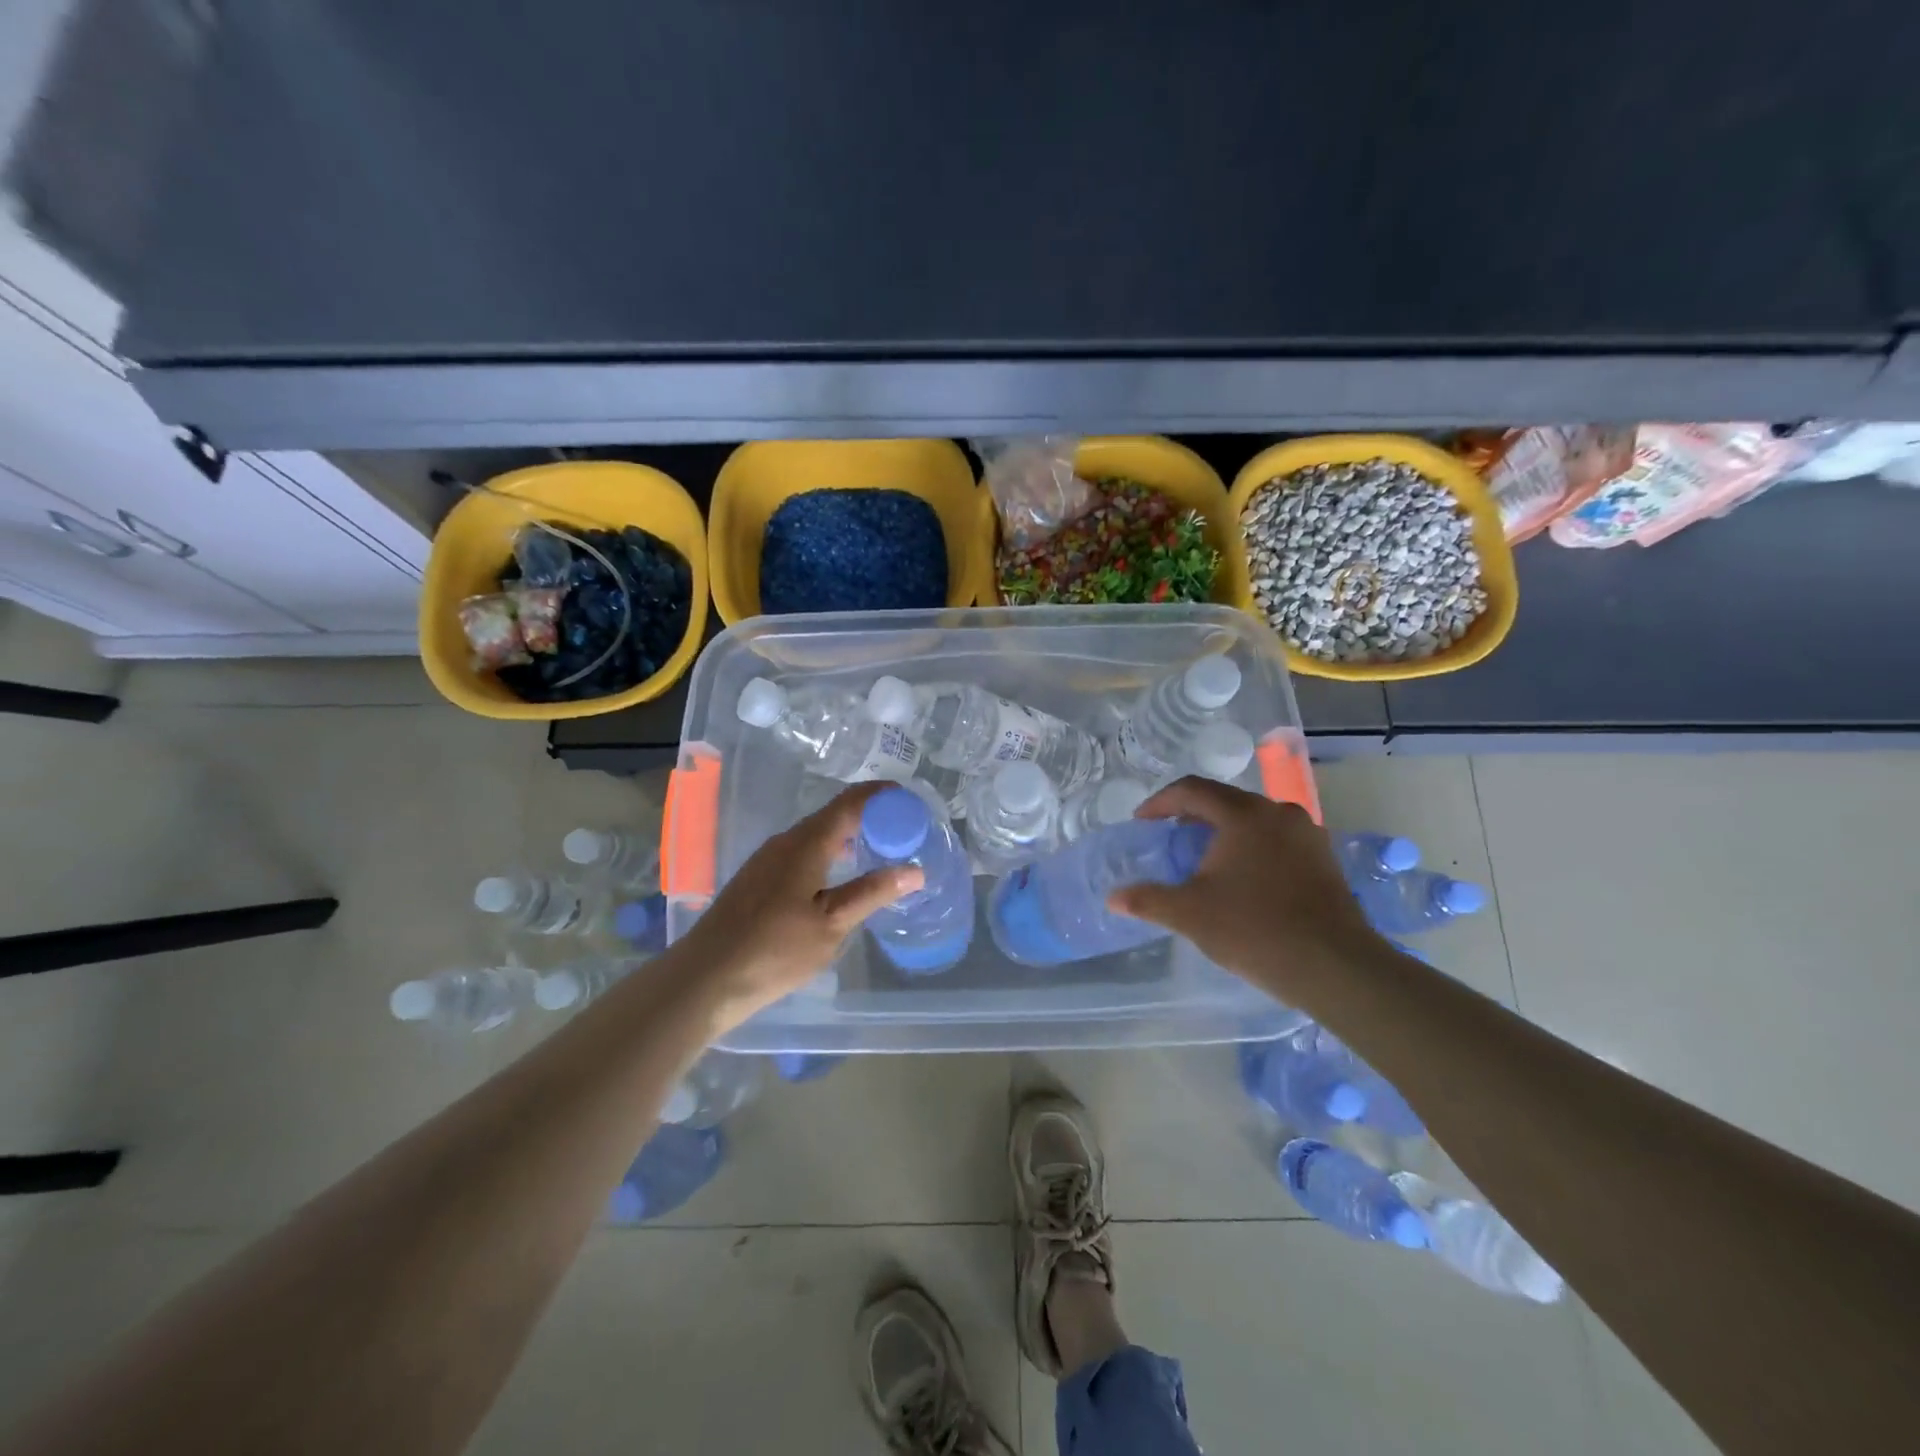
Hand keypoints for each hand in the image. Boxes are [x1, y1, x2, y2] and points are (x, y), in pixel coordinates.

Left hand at [679, 782, 921, 1031]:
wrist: (704, 978)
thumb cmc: (773, 951)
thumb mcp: (831, 925)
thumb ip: (872, 893)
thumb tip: (915, 869)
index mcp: (806, 843)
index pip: (850, 802)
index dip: (882, 795)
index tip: (911, 800)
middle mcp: (786, 841)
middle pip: (833, 815)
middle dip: (870, 817)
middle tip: (904, 832)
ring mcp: (767, 859)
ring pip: (816, 835)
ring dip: (849, 836)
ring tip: (879, 852)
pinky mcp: (758, 879)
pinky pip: (802, 852)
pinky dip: (830, 853)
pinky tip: (839, 878)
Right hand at [1107, 777, 1386, 1004]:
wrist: (1334, 966)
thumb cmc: (1254, 929)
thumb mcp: (1190, 914)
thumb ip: (1148, 900)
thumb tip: (1113, 898)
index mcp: (1244, 814)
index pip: (1192, 790)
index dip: (1160, 802)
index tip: (1142, 822)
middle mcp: (1278, 812)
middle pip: (1225, 801)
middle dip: (1192, 817)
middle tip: (1170, 839)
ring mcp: (1307, 834)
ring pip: (1254, 821)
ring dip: (1224, 833)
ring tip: (1204, 860)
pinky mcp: (1325, 859)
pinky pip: (1277, 840)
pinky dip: (1252, 848)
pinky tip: (1244, 879)